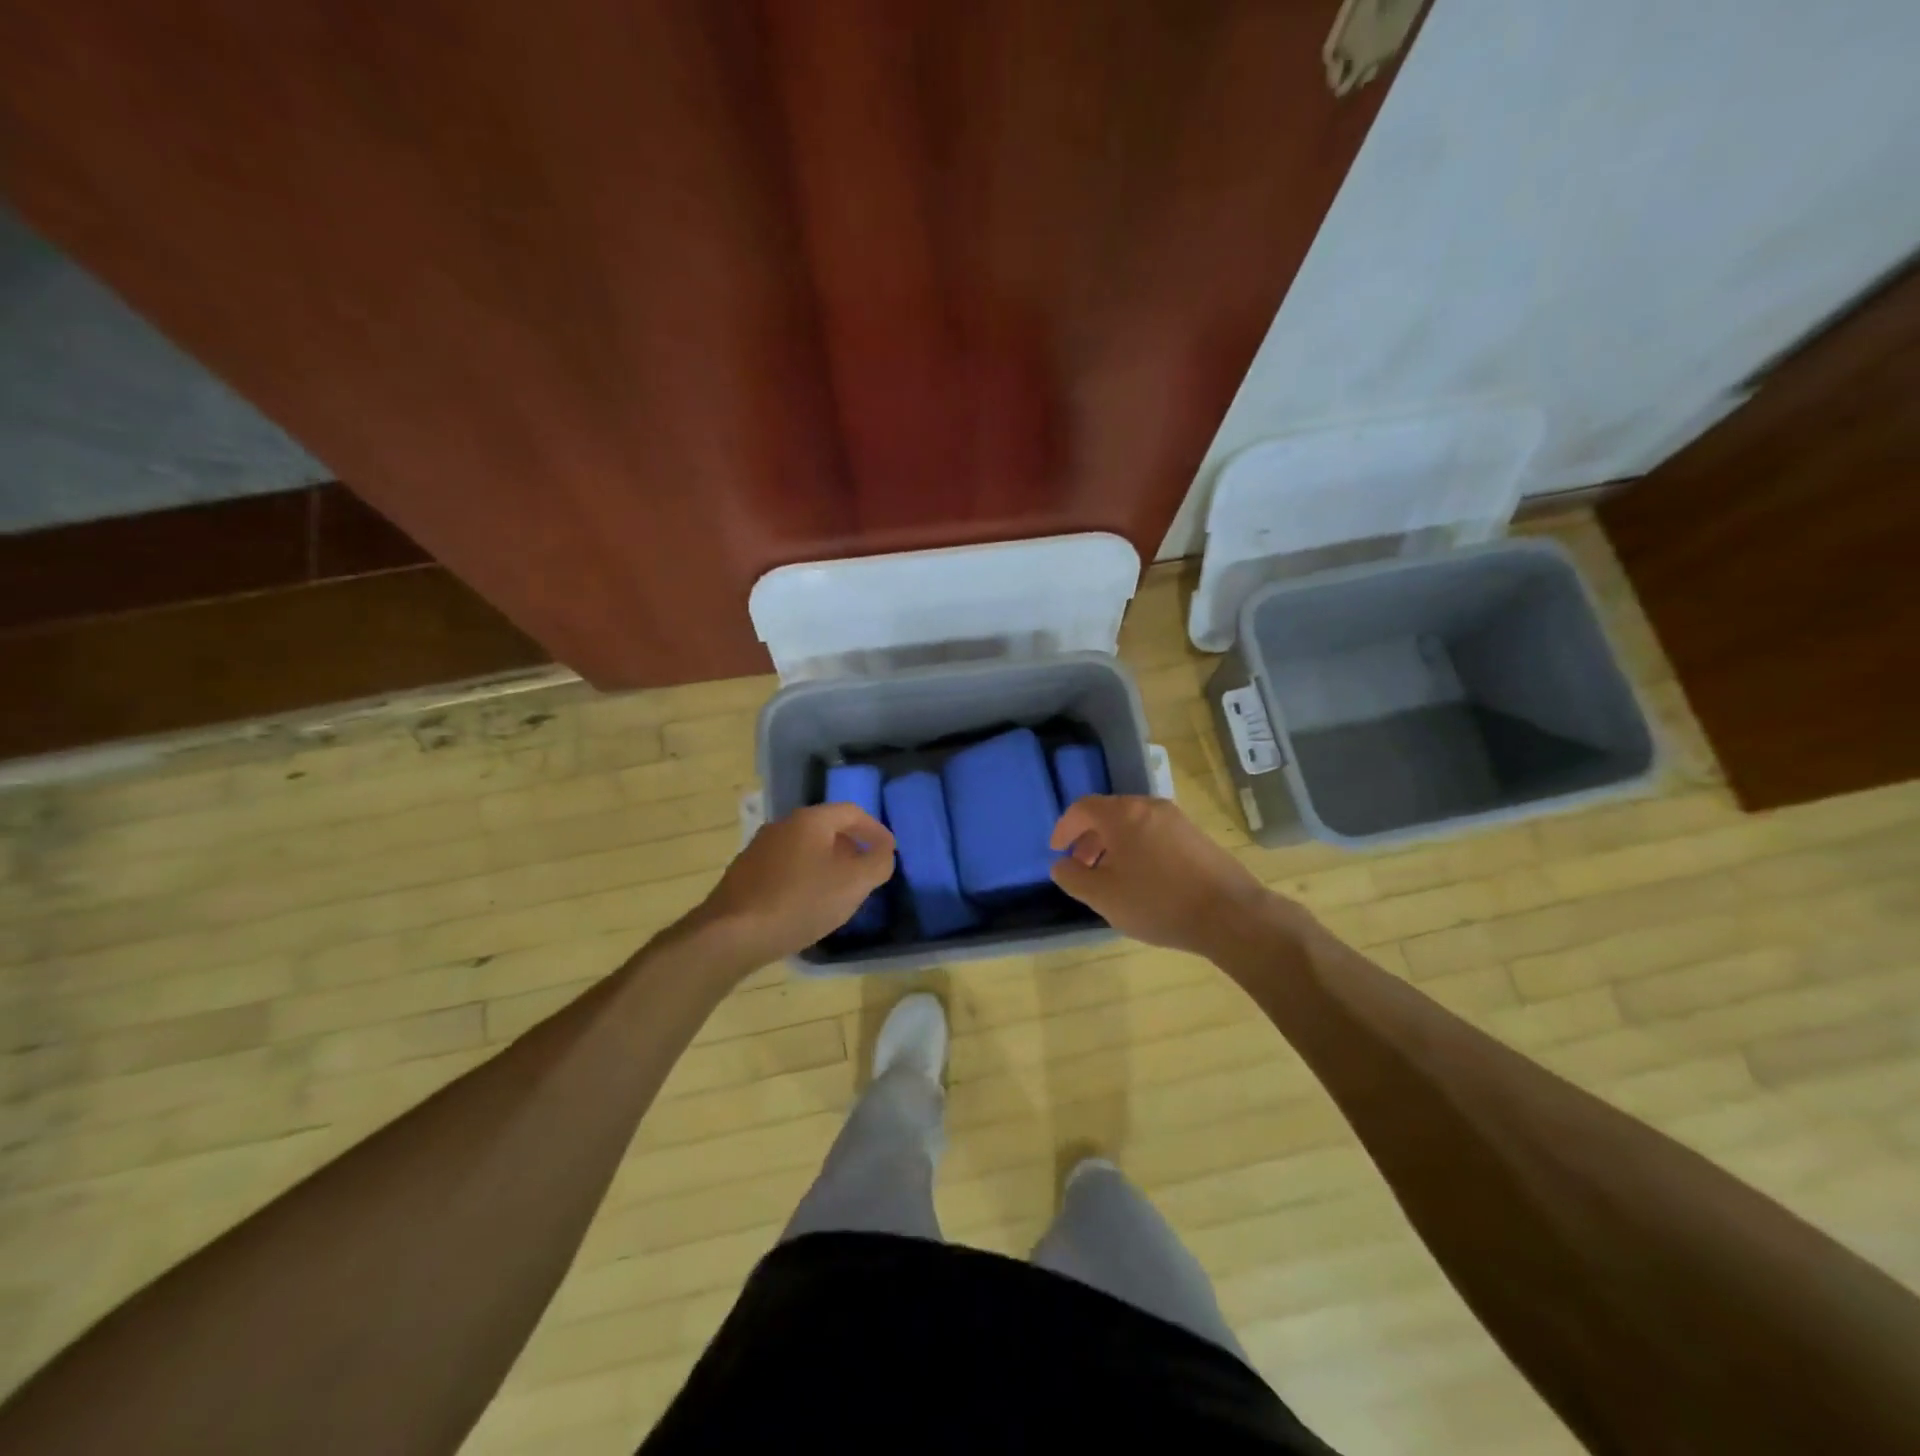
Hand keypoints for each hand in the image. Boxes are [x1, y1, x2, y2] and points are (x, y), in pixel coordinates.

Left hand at [692, 803, 895, 967]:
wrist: (730, 934)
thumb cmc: (799, 902)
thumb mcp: (853, 884)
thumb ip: (878, 863)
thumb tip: (883, 853)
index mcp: (810, 820)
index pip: (852, 812)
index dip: (875, 830)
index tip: (889, 852)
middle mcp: (782, 826)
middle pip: (826, 829)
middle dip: (851, 848)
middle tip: (866, 873)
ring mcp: (759, 849)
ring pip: (805, 849)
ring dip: (827, 864)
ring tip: (839, 892)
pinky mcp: (744, 874)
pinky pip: (785, 867)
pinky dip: (805, 878)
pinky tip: (806, 905)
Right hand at [1049, 795, 1282, 958]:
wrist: (1230, 914)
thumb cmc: (1157, 902)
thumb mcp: (1103, 896)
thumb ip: (1073, 877)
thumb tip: (1061, 864)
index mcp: (1123, 814)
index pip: (1083, 807)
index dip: (1065, 827)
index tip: (1057, 850)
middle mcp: (1150, 807)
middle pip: (1109, 813)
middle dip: (1089, 838)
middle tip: (1082, 867)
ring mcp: (1177, 820)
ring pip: (1134, 824)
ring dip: (1114, 845)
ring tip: (1111, 877)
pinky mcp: (1196, 837)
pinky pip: (1155, 834)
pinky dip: (1138, 849)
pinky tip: (1143, 880)